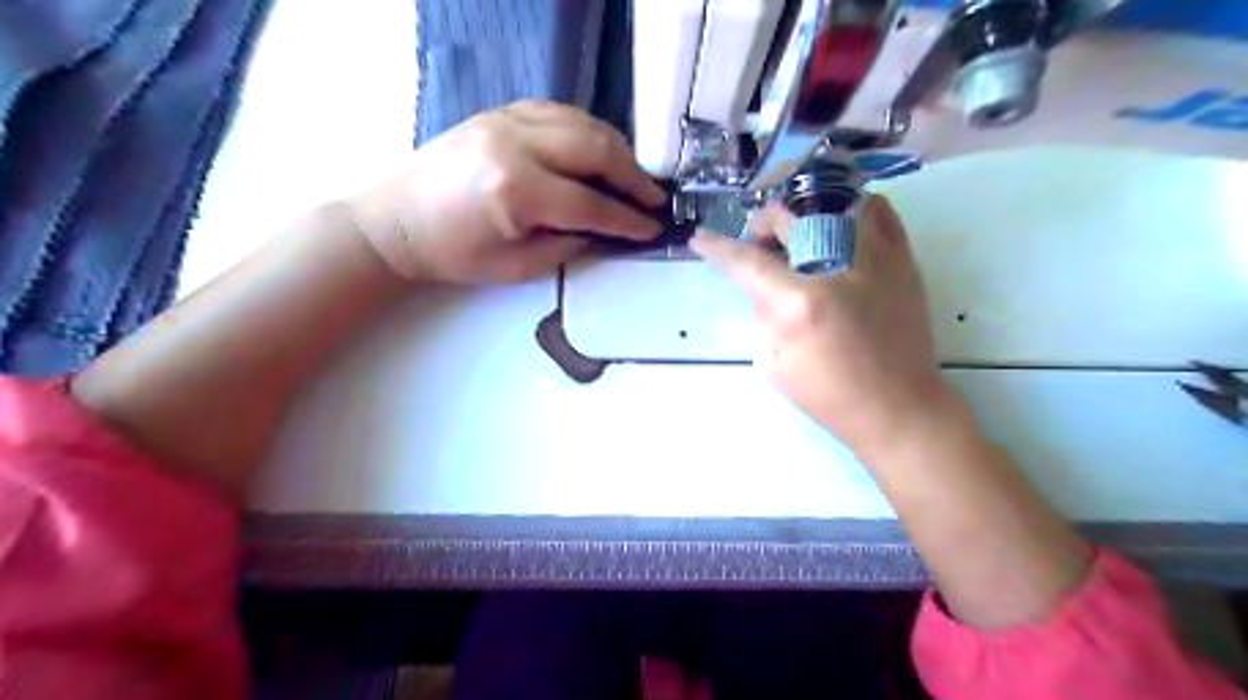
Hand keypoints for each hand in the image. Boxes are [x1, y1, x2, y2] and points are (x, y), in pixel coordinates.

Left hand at [344, 98, 667, 283]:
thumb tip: (605, 232)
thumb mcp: (516, 267)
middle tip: (654, 198)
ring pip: (582, 123)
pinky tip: (597, 151)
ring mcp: (506, 119)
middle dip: (633, 176)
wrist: (397, 221)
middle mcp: (515, 143)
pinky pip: (559, 112)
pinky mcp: (500, 112)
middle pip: (595, 149)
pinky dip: (587, 130)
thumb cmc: (454, 254)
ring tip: (633, 176)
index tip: (654, 228)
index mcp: (516, 190)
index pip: (590, 203)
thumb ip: (568, 246)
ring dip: (615, 149)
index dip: (627, 219)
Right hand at [697, 197, 952, 458]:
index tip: (701, 239)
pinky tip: (837, 228)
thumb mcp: (773, 362)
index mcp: (799, 302)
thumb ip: (762, 312)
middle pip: (787, 217)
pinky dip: (850, 208)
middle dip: (760, 225)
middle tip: (758, 245)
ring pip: (833, 199)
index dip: (718, 247)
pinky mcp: (902, 259)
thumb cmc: (829, 394)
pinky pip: (877, 209)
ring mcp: (875, 257)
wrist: (898, 406)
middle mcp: (836, 267)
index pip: (747, 261)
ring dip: (803, 212)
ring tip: (798, 234)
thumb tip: (762, 282)